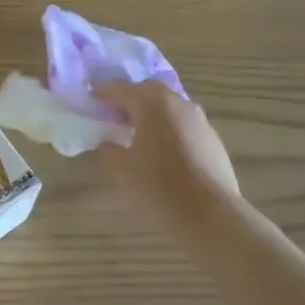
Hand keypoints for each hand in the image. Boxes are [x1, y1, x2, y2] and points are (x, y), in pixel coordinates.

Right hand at [96, 80, 239, 227]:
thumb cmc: (159, 186)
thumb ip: (107, 150)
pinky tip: (164, 152)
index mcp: (152, 104)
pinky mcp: (213, 139)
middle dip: (130, 98)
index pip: (121, 89)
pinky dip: (169, 128)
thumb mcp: (120, 169)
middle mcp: (178, 103)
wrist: (211, 214)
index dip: (103, 94)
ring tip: (139, 134)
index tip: (91, 101)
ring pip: (170, 106)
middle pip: (149, 91)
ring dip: (152, 113)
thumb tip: (107, 142)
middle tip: (115, 116)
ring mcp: (199, 120)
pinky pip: (184, 124)